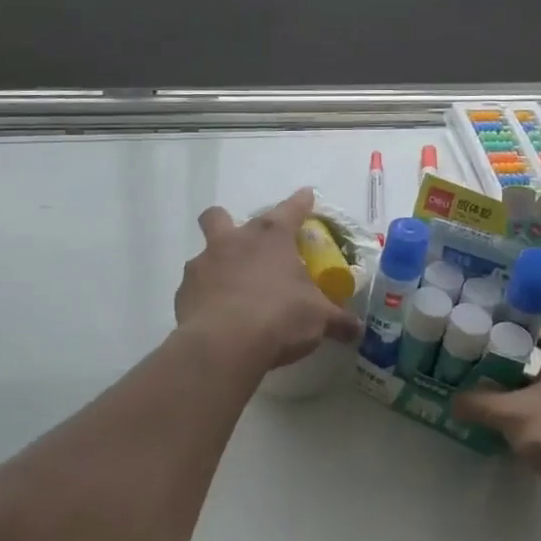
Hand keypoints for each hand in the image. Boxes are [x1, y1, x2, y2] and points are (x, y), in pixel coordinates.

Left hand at [175, 189, 363, 373]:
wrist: (224, 343)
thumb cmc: (279, 317)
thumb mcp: (318, 319)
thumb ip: (337, 320)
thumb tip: (356, 328)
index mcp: (270, 237)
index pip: (291, 209)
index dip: (301, 202)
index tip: (306, 196)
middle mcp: (233, 241)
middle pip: (220, 216)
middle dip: (228, 222)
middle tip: (245, 244)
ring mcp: (203, 264)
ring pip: (205, 252)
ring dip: (217, 265)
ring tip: (232, 290)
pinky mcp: (184, 292)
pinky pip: (195, 287)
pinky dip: (205, 297)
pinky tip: (217, 315)